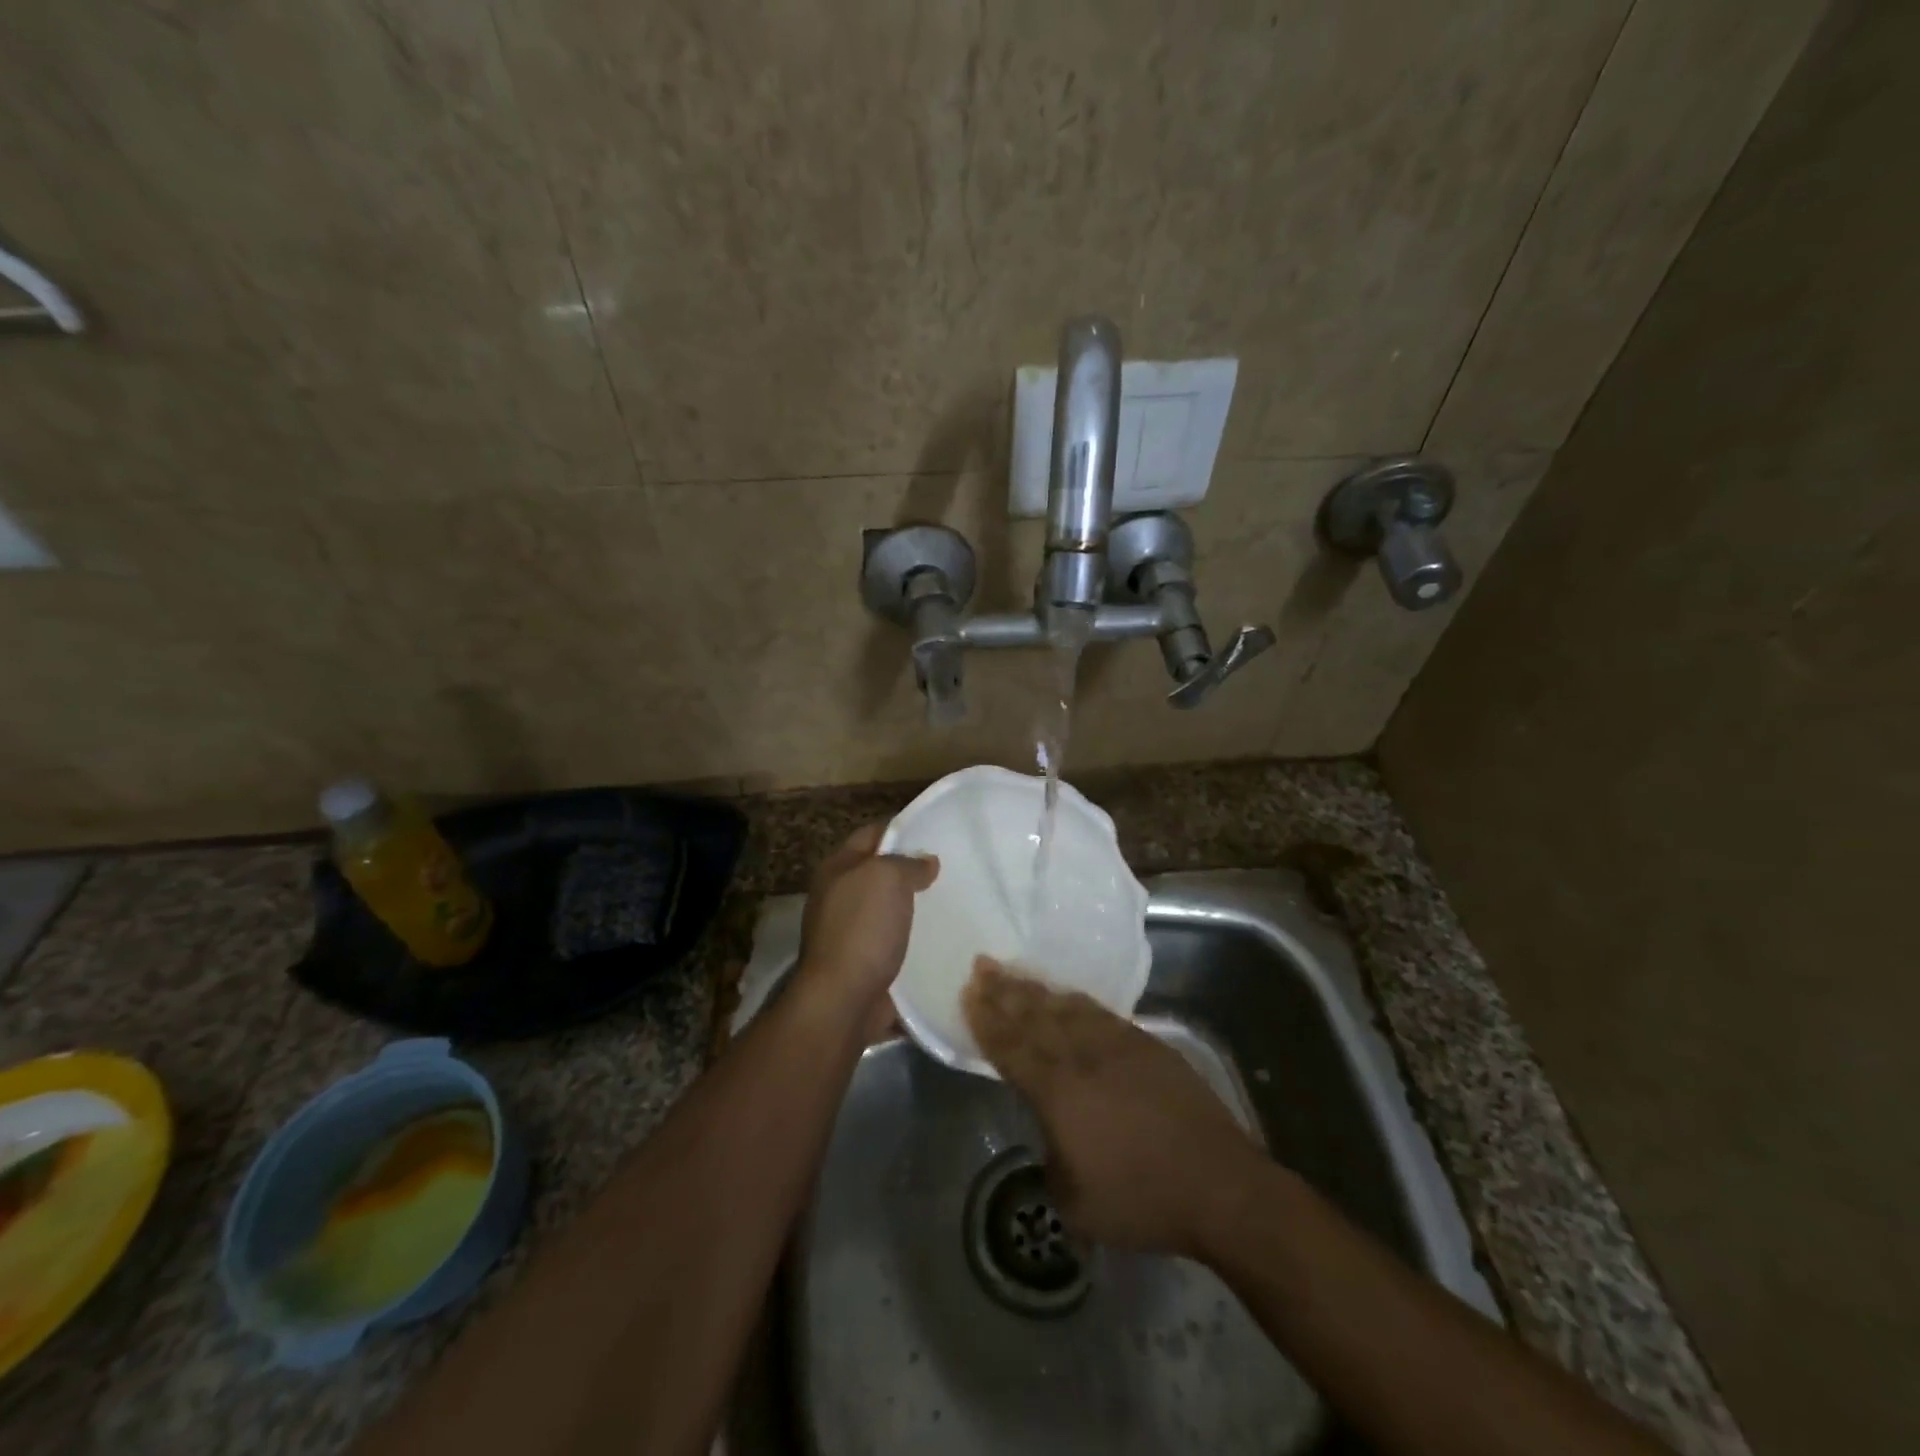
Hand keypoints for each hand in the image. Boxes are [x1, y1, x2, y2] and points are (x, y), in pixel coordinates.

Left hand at [796, 825, 938, 1034]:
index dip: (901, 830)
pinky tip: (941, 939)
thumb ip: (908, 863)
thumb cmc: (862, 928)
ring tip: (953, 902)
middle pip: (880, 872)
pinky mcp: (864, 962)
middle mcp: (839, 896)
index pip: (871, 834)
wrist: (844, 999)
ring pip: (889, 909)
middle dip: (911, 870)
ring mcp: (849, 931)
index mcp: (837, 868)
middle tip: (951, 869)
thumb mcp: (888, 878)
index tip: (936, 833)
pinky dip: (914, 940)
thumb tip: (927, 862)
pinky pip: (894, 942)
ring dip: (915, 908)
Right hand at [964, 957, 1262, 1254]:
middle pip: (1035, 1016)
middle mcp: (1083, 1057)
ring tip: (1014, 971)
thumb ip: (1052, 1157)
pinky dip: (1076, 1001)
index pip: (1012, 1047)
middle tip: (982, 966)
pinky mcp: (1147, 1044)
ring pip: (1067, 1007)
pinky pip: (1100, 1013)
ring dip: (1037, 989)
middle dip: (1005, 990)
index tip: (968, 993)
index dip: (988, 1020)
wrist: (1219, 1184)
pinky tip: (1067, 995)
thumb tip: (1053, 1134)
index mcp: (1058, 1092)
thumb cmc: (1142, 1199)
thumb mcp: (1075, 1200)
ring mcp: (1118, 1045)